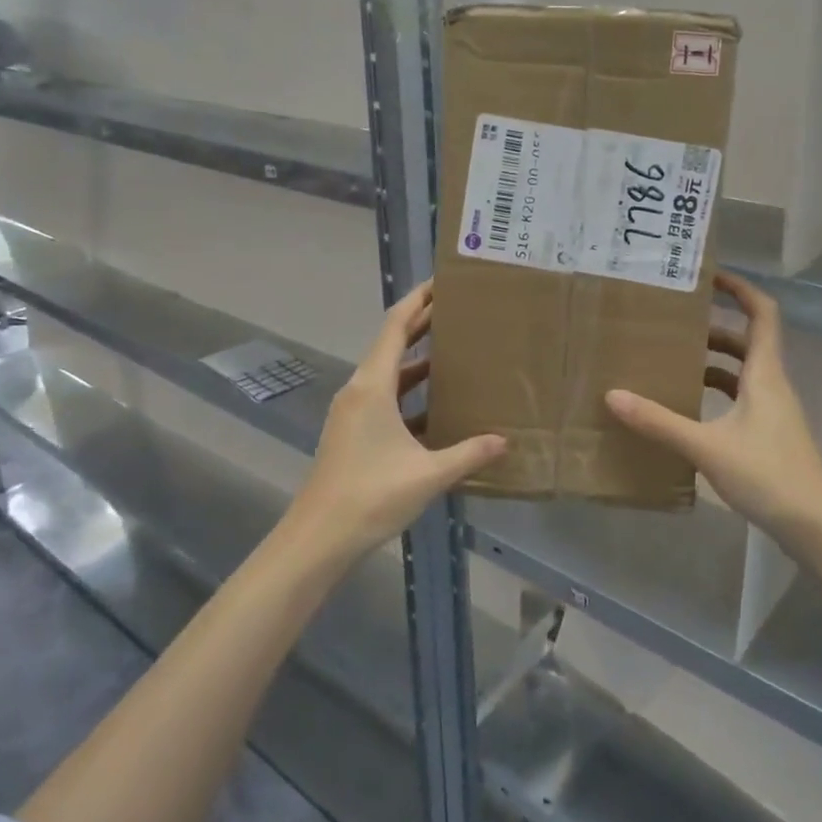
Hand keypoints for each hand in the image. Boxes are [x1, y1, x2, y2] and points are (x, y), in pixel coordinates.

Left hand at [290, 282, 506, 559]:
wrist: (318, 538)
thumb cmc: (371, 496)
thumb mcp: (428, 474)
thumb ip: (468, 454)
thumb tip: (504, 441)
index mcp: (372, 386)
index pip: (396, 327)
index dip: (417, 301)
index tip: (441, 283)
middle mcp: (359, 390)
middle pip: (391, 345)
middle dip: (421, 324)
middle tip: (457, 310)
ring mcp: (352, 412)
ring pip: (388, 373)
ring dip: (416, 360)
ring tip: (452, 351)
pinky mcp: (352, 433)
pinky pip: (384, 397)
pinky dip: (409, 392)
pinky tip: (435, 405)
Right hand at [606, 271, 821, 542]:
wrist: (815, 526)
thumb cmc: (768, 474)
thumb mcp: (707, 446)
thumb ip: (660, 422)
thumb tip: (613, 396)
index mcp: (764, 374)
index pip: (762, 314)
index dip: (741, 289)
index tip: (710, 277)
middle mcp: (772, 386)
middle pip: (747, 342)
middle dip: (714, 329)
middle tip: (674, 325)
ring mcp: (773, 413)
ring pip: (743, 373)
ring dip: (713, 363)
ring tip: (674, 362)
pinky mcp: (769, 436)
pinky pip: (740, 400)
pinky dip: (717, 395)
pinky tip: (690, 411)